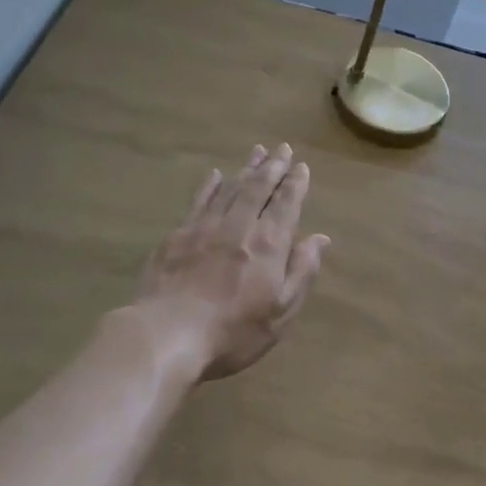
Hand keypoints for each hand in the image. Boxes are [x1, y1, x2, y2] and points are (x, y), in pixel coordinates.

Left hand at [138, 144, 327, 380]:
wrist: (166, 336)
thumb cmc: (232, 333)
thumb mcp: (280, 312)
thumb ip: (301, 272)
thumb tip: (320, 238)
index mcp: (268, 244)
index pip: (286, 204)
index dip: (295, 184)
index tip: (301, 166)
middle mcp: (239, 226)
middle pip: (259, 188)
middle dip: (273, 167)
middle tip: (282, 148)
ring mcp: (205, 228)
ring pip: (231, 189)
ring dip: (246, 169)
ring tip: (257, 152)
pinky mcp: (177, 236)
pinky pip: (199, 202)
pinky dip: (210, 186)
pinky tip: (215, 175)